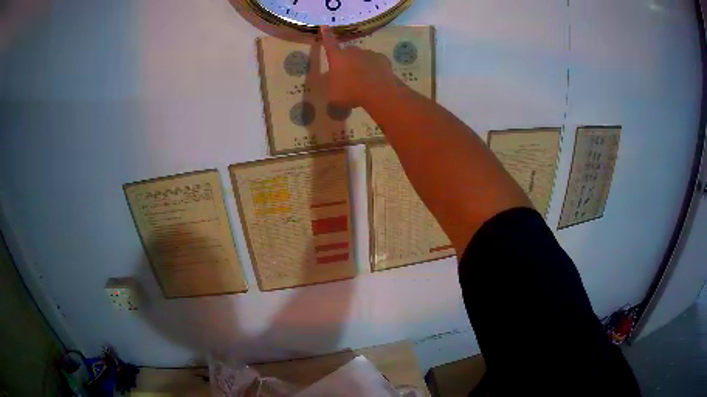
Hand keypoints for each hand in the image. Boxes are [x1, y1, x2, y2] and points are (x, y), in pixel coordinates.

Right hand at [321, 26, 398, 107]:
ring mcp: (368, 53)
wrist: (378, 92)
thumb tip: (334, 82)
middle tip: (348, 74)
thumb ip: (332, 85)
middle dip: (347, 59)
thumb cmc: (350, 93)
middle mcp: (352, 51)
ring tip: (364, 79)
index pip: (329, 43)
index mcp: (337, 57)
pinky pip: (376, 61)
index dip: (326, 35)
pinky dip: (374, 67)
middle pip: (348, 51)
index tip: (325, 26)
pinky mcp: (382, 59)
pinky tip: (376, 78)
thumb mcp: (333, 94)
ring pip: (362, 56)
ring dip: (361, 64)